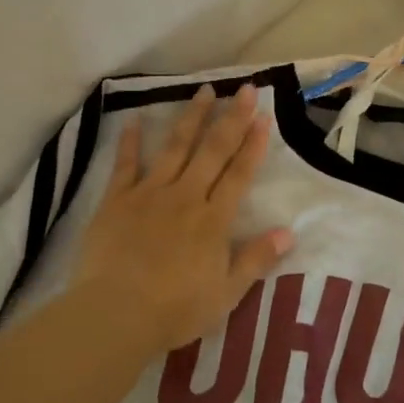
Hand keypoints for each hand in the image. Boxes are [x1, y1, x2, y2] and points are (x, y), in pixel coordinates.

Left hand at [71, 83, 293, 351]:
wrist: (115, 313)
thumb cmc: (175, 310)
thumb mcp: (226, 294)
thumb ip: (256, 259)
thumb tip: (288, 232)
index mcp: (213, 220)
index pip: (239, 175)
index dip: (253, 145)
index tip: (263, 117)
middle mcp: (185, 197)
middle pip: (212, 151)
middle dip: (231, 118)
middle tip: (244, 89)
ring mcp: (149, 194)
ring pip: (175, 148)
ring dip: (191, 118)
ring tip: (203, 90)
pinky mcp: (116, 201)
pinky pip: (126, 165)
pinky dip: (130, 142)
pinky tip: (134, 120)